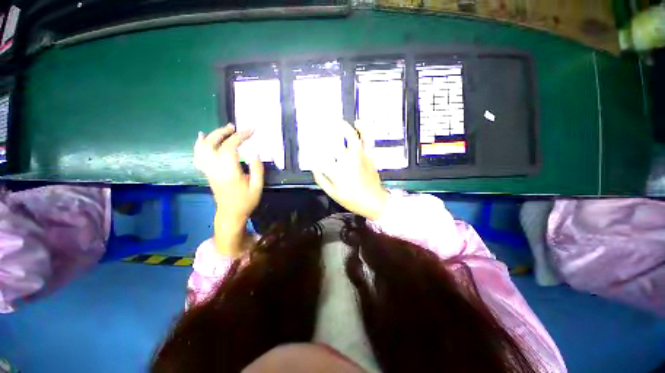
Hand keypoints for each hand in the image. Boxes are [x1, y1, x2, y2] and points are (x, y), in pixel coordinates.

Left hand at [194, 124, 263, 224]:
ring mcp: (208, 170)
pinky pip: (198, 155)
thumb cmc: (246, 200)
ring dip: (212, 136)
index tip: (250, 130)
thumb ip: (257, 168)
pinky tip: (202, 138)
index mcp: (229, 171)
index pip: (230, 147)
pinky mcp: (207, 172)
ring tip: (223, 130)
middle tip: (235, 127)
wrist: (231, 213)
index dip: (240, 136)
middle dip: (223, 132)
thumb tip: (254, 151)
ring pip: (202, 148)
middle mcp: (215, 168)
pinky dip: (199, 145)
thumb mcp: (257, 185)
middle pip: (213, 144)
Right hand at [312, 120, 388, 220]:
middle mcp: (349, 161)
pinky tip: (358, 123)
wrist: (374, 202)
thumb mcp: (332, 193)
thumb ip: (321, 179)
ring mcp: (361, 157)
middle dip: (323, 135)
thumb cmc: (352, 199)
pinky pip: (368, 140)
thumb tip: (314, 166)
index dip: (312, 151)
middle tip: (317, 129)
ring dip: (344, 127)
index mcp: (338, 172)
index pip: (320, 157)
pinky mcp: (369, 156)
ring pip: (353, 137)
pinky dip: (365, 130)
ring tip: (337, 122)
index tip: (307, 147)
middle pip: (334, 144)